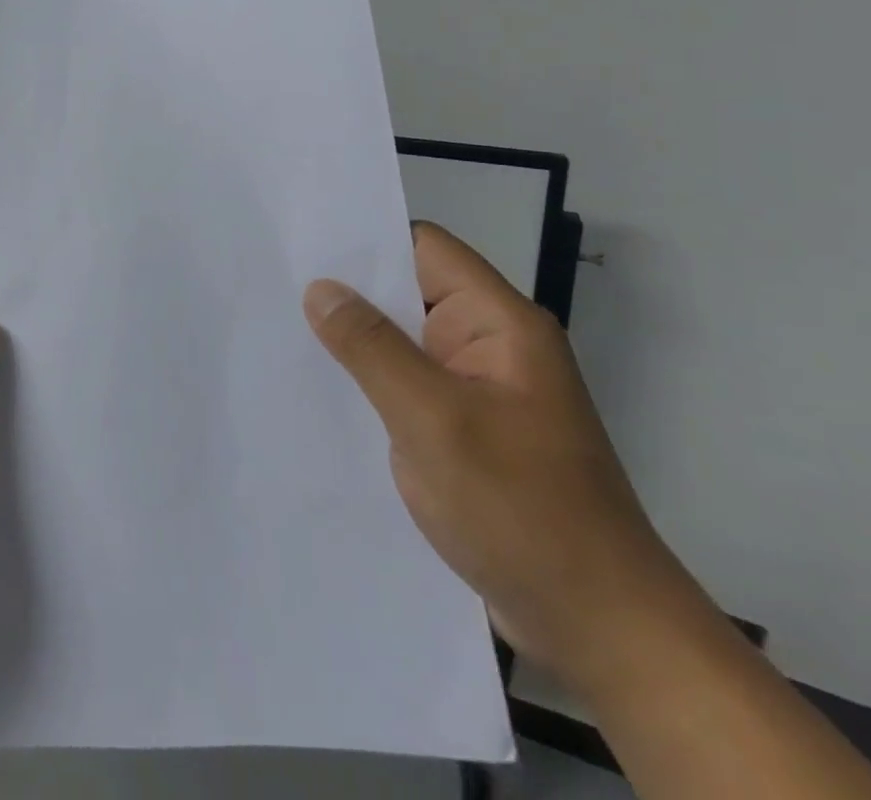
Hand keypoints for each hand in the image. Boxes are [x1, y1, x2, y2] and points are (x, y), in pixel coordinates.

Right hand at [302, 222, 702, 702]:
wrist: (600, 631)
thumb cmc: (522, 510)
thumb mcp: (434, 420)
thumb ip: (371, 347)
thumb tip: (319, 288)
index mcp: (498, 325)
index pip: (423, 248)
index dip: (364, 240)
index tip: (299, 245)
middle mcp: (488, 346)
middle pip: (407, 292)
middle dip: (345, 291)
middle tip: (271, 285)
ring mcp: (475, 391)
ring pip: (400, 342)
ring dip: (350, 340)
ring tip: (278, 331)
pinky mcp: (462, 430)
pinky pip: (403, 385)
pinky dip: (364, 381)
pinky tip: (316, 389)